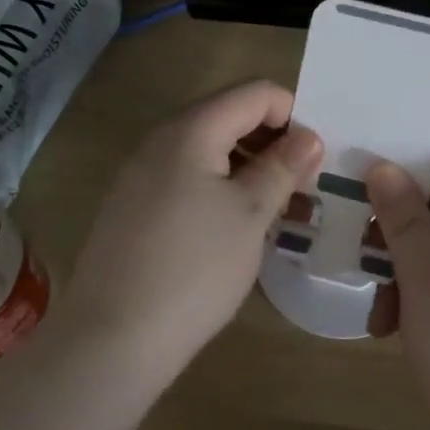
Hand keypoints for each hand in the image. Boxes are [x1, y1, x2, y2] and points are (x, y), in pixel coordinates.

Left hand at [57, 81, 322, 379]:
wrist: (114, 337)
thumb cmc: (194, 268)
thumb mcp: (249, 214)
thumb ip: (281, 167)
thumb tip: (308, 137)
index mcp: (190, 129)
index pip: (255, 92)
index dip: (293, 114)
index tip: (315, 158)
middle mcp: (160, 139)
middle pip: (229, 117)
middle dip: (273, 142)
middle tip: (303, 186)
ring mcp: (141, 174)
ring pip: (209, 151)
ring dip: (249, 168)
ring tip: (280, 210)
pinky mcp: (134, 206)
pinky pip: (187, 178)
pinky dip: (220, 189)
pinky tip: (238, 228)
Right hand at [366, 149, 429, 429]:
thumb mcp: (426, 283)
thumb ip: (403, 219)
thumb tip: (382, 166)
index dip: (417, 169)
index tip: (372, 193)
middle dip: (405, 229)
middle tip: (367, 254)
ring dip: (408, 269)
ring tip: (381, 312)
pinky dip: (426, 295)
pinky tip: (396, 329)